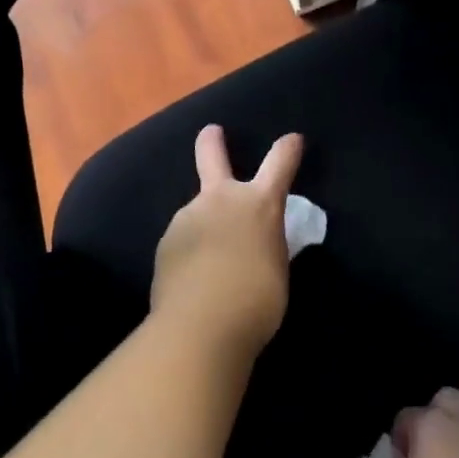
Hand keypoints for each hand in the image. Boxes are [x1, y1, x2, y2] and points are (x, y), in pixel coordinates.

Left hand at [151, 125, 303, 356]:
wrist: (201, 326)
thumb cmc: (257, 301)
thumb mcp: (276, 267)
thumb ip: (265, 244)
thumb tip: (254, 242)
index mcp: (258, 205)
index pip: (280, 163)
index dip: (288, 148)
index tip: (293, 139)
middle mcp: (220, 200)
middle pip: (212, 155)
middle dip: (212, 141)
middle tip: (211, 132)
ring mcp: (187, 218)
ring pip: (197, 211)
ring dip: (205, 223)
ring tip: (211, 258)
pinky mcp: (166, 242)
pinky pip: (184, 239)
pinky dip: (191, 250)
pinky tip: (194, 276)